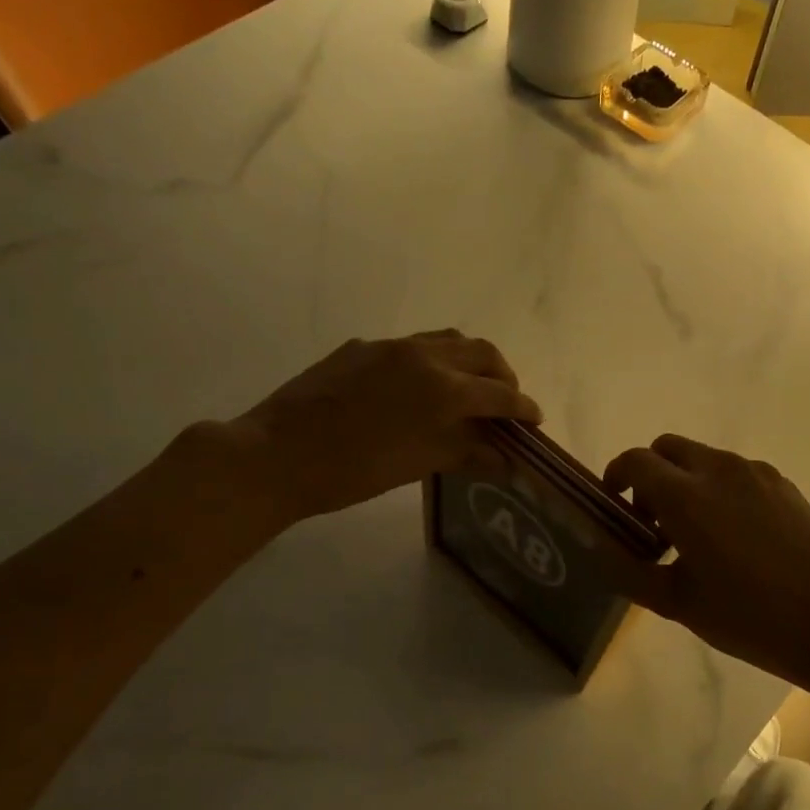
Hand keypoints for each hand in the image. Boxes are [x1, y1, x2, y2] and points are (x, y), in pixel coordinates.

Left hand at [231, 331, 541, 521]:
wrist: (275, 455)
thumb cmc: (352, 470)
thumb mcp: (416, 464)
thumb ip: (465, 453)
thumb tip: (504, 458)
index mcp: (442, 388)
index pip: (499, 393)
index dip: (522, 407)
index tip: (534, 419)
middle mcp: (422, 355)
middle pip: (481, 353)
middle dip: (502, 375)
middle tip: (506, 402)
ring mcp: (389, 347)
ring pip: (447, 340)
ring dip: (470, 360)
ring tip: (470, 387)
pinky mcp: (361, 348)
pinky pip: (411, 345)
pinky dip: (433, 360)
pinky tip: (418, 387)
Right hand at [603, 435, 809, 682]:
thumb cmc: (750, 616)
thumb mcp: (678, 604)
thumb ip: (630, 572)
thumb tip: (602, 550)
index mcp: (685, 495)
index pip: (634, 461)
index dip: (616, 477)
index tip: (616, 508)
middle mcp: (718, 469)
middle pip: (667, 448)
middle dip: (650, 475)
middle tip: (653, 521)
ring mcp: (755, 472)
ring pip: (704, 459)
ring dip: (686, 482)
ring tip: (696, 535)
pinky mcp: (783, 484)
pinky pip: (736, 473)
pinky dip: (719, 489)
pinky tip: (736, 538)